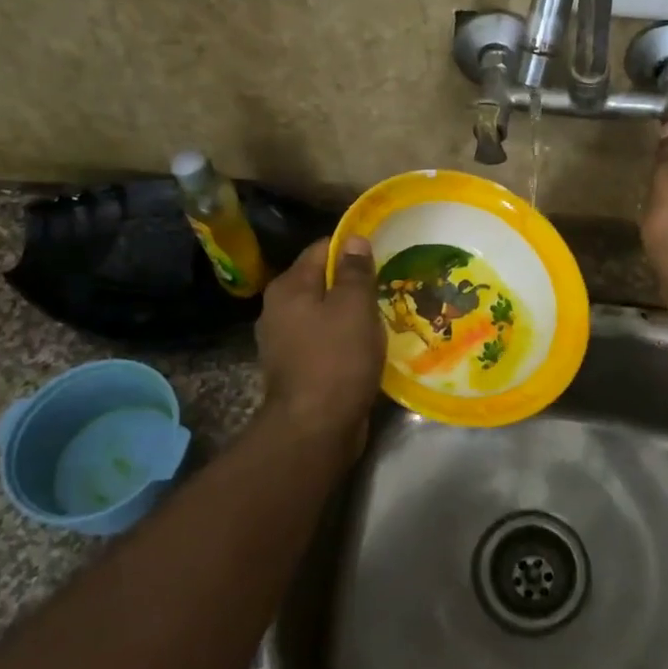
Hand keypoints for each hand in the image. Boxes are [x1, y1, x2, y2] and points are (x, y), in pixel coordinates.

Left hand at [256, 236, 386, 442]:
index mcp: (288, 287)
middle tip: (389, 286)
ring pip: (325, 313)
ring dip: (351, 314)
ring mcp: (285, 342)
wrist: (314, 429)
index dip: (353, 248)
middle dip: (354, 283)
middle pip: (322, 282)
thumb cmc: (336, 359)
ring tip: (384, 316)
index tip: (384, 254)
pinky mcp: (297, 368)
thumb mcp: (353, 307)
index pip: (322, 249)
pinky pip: (325, 341)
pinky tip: (368, 346)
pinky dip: (345, 340)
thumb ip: (354, 271)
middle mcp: (278, 310)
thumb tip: (354, 239)